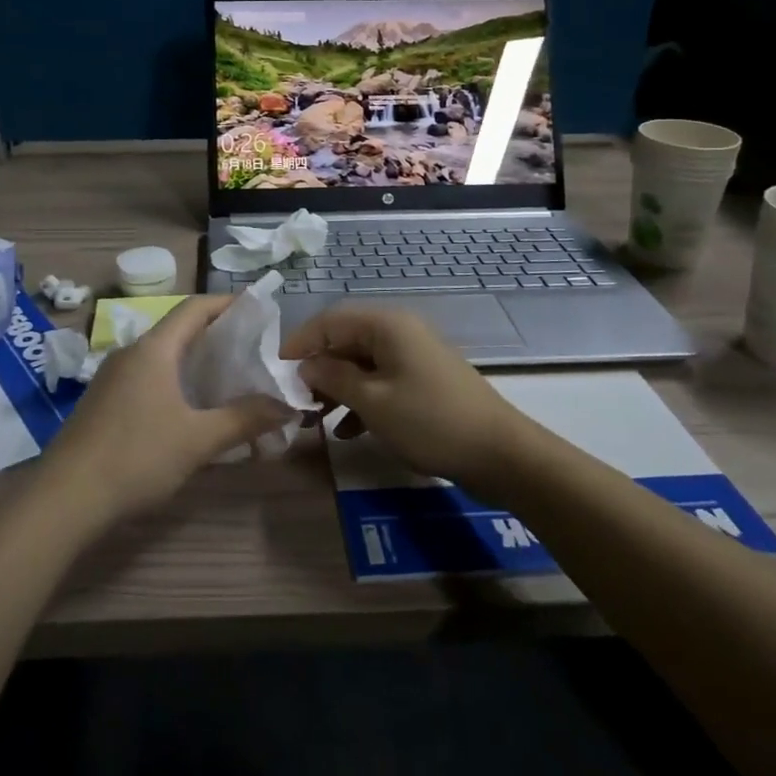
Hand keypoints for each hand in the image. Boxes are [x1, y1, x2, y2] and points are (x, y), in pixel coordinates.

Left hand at [38, 296, 290, 529]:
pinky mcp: (102, 403)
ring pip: (162, 357)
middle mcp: (130, 353)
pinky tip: (190, 411)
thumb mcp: (199, 440)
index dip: (228, 303)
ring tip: (228, 381)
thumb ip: (245, 419)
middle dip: (216, 337)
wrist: (64, 498)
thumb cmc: (137, 457)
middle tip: (252, 352)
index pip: (195, 307)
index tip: (258, 310)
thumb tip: (287, 406)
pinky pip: (147, 379)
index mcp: (154, 349)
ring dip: (194, 363)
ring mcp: (111, 378)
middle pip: (178, 330)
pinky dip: (175, 383)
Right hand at [280, 302, 534, 491]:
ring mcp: (413, 356)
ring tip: (315, 419)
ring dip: (337, 389)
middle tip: (295, 400)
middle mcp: (399, 331)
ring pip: (361, 364)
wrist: (499, 453)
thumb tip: (305, 365)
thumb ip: (333, 378)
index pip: (329, 321)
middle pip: (345, 341)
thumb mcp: (373, 401)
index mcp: (386, 325)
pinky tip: (347, 431)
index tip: (275, 372)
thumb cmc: (429, 421)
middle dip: (318, 370)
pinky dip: (361, 401)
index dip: (299, 344)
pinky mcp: (423, 380)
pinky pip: (381, 381)